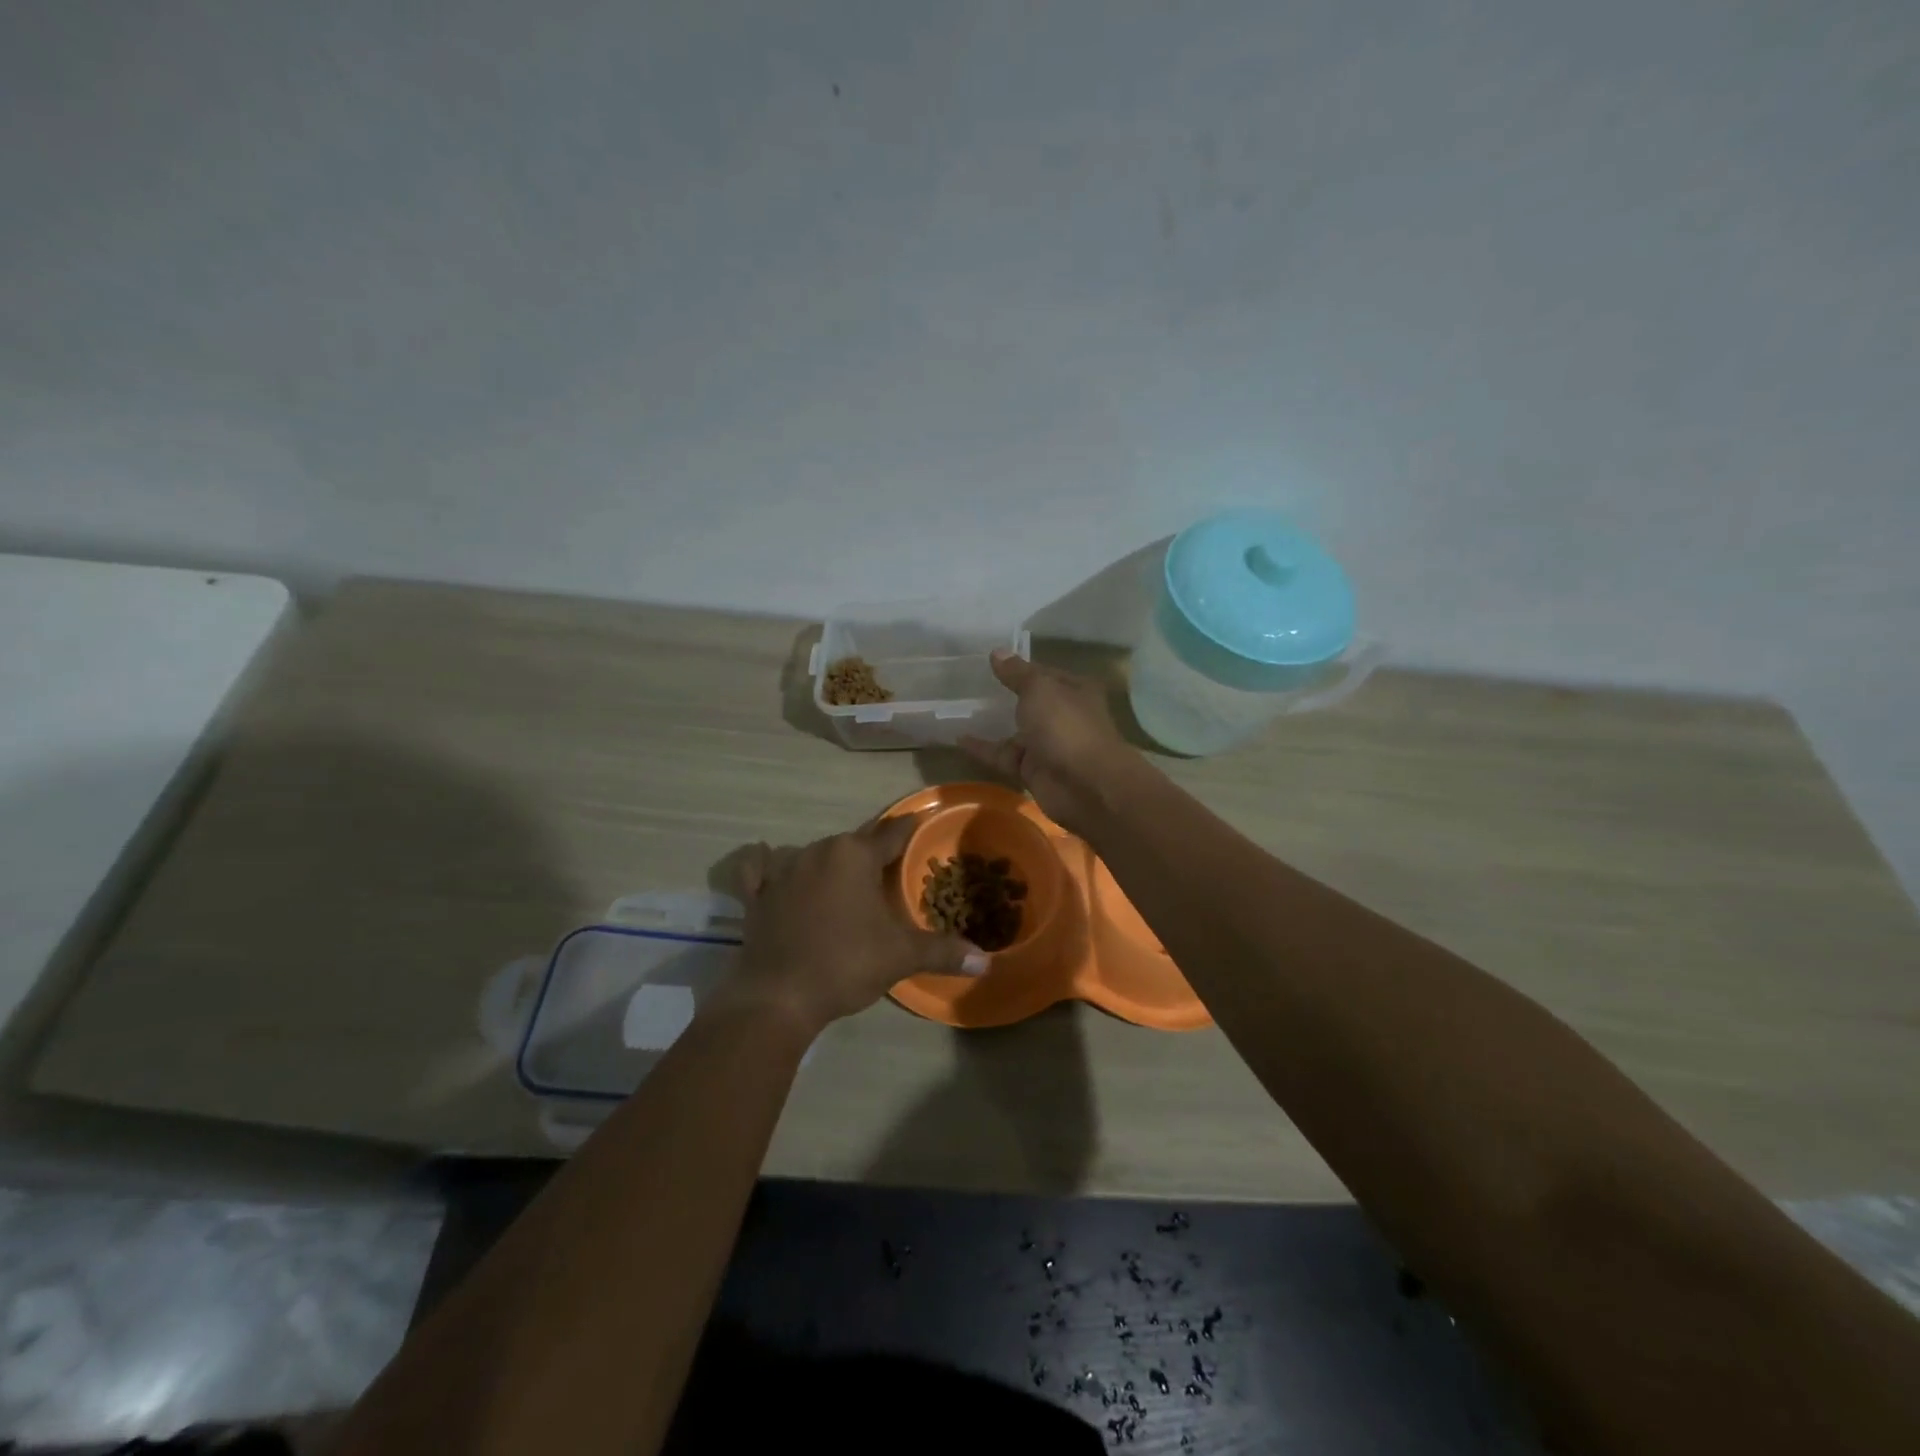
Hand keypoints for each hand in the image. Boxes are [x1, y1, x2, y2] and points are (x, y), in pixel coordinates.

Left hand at [726, 814, 988, 1033]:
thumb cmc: (845, 964)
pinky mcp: (757, 895)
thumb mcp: (900, 956)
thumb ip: (943, 951)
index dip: (910, 829)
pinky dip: (766, 865)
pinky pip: (761, 869)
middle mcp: (818, 850)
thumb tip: (987, 961)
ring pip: (814, 854)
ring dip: (830, 862)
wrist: (778, 997)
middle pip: (854, 843)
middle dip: (872, 854)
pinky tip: (768, 863)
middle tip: (890, 870)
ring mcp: (783, 870)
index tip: (921, 823)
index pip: (892, 833)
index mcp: (855, 854)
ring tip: (845, 881)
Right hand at [961, 650, 1143, 834]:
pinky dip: (984, 749)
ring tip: (961, 709)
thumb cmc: (1066, 726)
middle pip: (1032, 703)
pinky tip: (959, 739)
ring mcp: (1049, 745)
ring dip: (994, 723)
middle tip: (971, 684)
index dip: (1020, 667)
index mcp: (1074, 690)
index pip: (1044, 673)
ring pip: (1017, 731)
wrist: (1084, 785)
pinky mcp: (1033, 770)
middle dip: (1006, 695)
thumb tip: (997, 652)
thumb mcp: (1039, 689)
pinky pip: (1004, 756)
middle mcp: (1064, 716)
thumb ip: (1016, 673)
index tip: (990, 661)